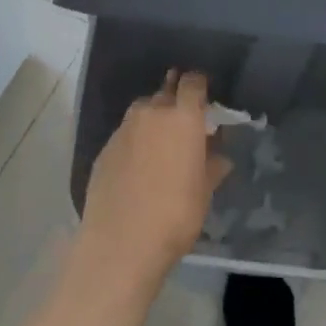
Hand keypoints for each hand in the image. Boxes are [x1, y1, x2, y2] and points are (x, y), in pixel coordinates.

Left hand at [79, 71, 230, 282]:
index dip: (199, 85)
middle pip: (165, 92)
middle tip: (184, 123)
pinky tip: (138, 164)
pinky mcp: (105, 148)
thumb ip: (212, 166)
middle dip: (175, 101)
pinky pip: (126, 133)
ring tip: (160, 143)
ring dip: (153, 118)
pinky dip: (135, 140)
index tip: (205, 97)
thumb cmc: (175, 215)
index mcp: (183, 117)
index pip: (192, 83)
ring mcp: (124, 128)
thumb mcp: (204, 193)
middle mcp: (152, 113)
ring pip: (142, 110)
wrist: (120, 242)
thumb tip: (220, 156)